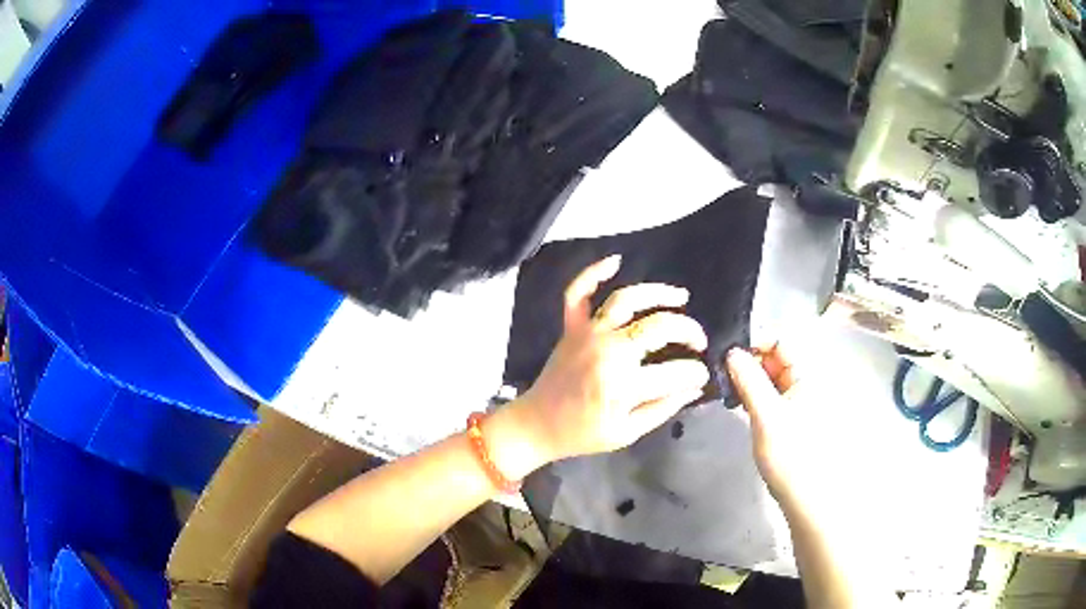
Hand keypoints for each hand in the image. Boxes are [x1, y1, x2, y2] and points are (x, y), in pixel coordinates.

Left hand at [516, 255, 709, 461]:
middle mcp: (608, 350)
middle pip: (658, 326)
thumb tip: (695, 387)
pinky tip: (616, 261)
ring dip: (657, 293)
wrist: (537, 425)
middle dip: (688, 330)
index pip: (674, 371)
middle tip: (699, 341)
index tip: (702, 374)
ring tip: (681, 295)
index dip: (695, 372)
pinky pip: (578, 293)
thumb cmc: (583, 434)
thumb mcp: (628, 433)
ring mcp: (587, 334)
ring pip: (626, 300)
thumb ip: (664, 408)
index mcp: (623, 384)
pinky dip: (593, 273)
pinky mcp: (571, 327)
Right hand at [726, 343, 808, 512]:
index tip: (727, 350)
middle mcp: (804, 381)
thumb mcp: (766, 415)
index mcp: (806, 375)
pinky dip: (752, 393)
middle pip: (775, 357)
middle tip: (721, 369)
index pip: (781, 341)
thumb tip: (731, 351)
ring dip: (748, 377)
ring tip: (725, 385)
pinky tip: (736, 401)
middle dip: (749, 358)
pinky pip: (768, 393)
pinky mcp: (787, 416)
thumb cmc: (789, 454)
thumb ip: (750, 381)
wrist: (803, 494)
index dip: (755, 340)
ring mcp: (796, 399)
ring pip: (769, 376)